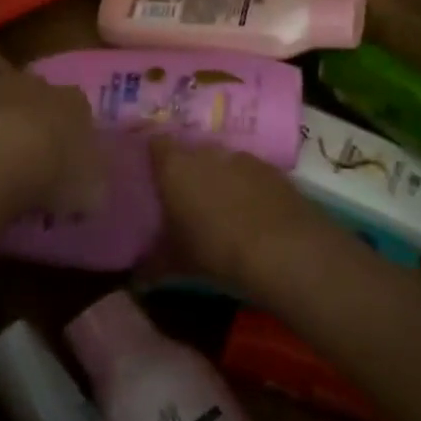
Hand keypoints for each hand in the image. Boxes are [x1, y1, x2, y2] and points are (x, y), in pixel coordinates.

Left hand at [0, 71, 105, 218]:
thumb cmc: (56, 172)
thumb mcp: (91, 192)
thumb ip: (92, 188)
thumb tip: (89, 194)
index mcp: (77, 101)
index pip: (81, 114)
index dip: (76, 142)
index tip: (71, 169)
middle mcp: (39, 86)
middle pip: (41, 106)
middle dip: (39, 131)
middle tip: (36, 169)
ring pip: (5, 113)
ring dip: (4, 136)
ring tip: (2, 175)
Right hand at [147, 136, 337, 284]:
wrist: (286, 250)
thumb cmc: (216, 250)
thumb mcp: (177, 262)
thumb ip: (152, 263)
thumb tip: (135, 276)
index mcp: (174, 166)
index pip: (154, 144)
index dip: (150, 156)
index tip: (148, 174)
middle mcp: (206, 152)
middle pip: (189, 152)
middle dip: (185, 170)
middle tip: (180, 197)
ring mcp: (243, 158)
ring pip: (221, 162)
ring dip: (218, 178)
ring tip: (217, 207)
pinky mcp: (273, 170)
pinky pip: (249, 174)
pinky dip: (245, 187)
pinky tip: (249, 213)